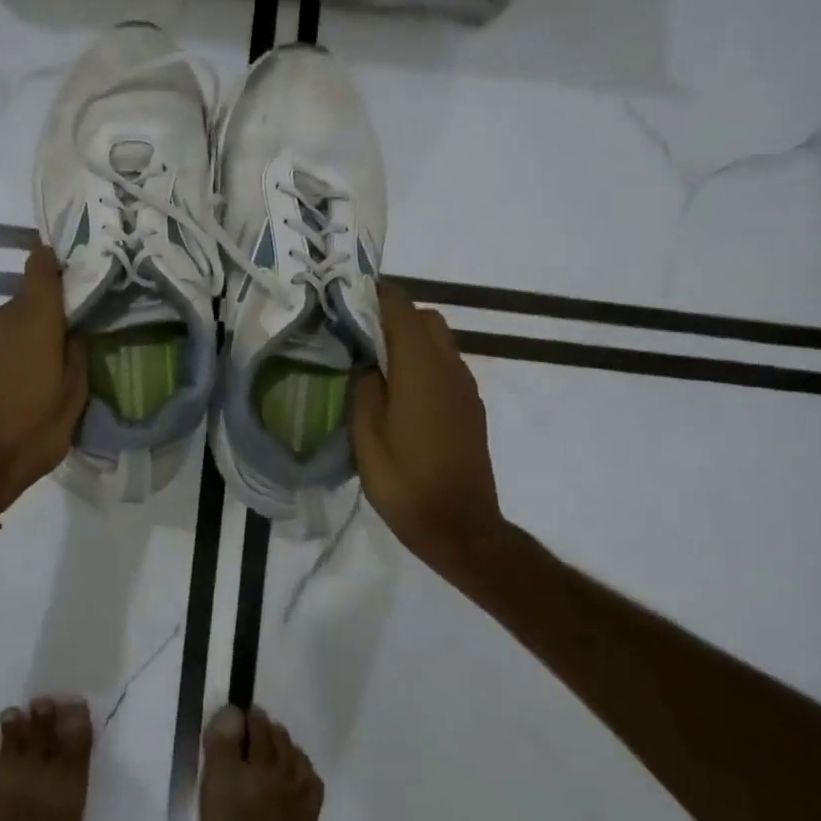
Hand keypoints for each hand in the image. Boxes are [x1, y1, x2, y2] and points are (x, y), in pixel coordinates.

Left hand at [0, 245, 88, 514]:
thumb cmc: (30, 433)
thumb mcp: (72, 401)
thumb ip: (77, 358)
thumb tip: (72, 335)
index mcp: (33, 321)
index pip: (40, 268)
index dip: (54, 262)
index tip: (71, 269)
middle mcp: (0, 318)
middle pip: (27, 299)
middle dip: (47, 314)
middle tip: (67, 340)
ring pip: (8, 322)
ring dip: (24, 336)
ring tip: (40, 369)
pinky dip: (5, 352)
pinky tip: (14, 382)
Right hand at [352, 282, 506, 570]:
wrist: (460, 526)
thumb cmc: (404, 482)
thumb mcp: (366, 436)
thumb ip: (364, 389)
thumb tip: (368, 364)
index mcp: (420, 368)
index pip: (402, 309)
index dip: (377, 295)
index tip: (350, 294)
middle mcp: (449, 368)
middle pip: (426, 319)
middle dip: (395, 315)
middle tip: (360, 333)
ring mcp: (465, 387)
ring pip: (440, 341)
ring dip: (411, 339)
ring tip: (377, 362)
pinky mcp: (471, 407)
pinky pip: (447, 366)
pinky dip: (425, 361)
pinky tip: (401, 391)